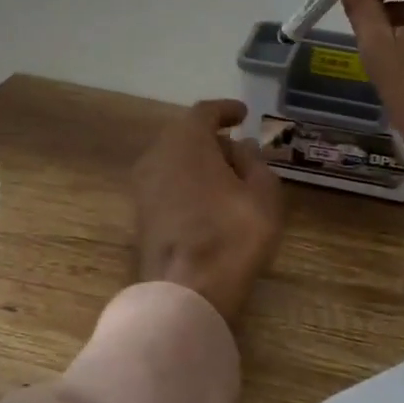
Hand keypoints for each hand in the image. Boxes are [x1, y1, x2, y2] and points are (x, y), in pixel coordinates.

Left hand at [132, 100, 285, 328]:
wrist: (185, 292)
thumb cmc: (231, 235)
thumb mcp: (263, 194)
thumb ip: (254, 162)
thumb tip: (241, 147)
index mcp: (186, 140)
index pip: (205, 112)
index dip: (226, 110)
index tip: (243, 114)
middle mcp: (157, 155)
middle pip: (185, 135)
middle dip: (212, 139)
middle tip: (240, 151)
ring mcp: (142, 186)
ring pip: (174, 161)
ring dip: (199, 163)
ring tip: (227, 178)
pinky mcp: (140, 214)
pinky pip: (167, 184)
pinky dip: (187, 183)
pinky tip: (208, 200)